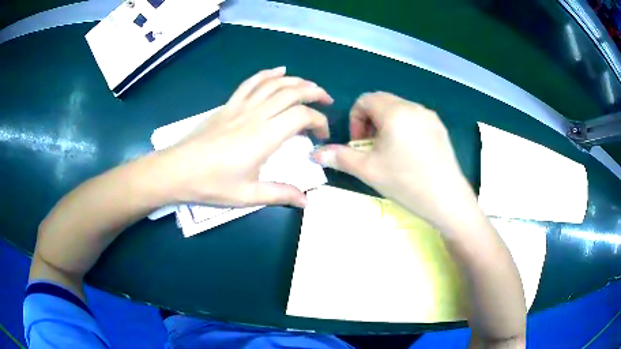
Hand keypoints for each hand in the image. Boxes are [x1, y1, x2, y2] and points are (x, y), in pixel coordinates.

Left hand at [161, 67, 332, 207]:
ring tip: (310, 86)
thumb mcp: (248, 195)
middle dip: (314, 93)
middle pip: (292, 92)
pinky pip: (251, 83)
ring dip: (296, 81)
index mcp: (265, 137)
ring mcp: (241, 106)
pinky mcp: (228, 105)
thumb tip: (307, 201)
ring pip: (274, 84)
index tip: (321, 136)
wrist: (177, 170)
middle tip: (326, 101)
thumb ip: (280, 194)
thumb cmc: (212, 184)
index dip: (319, 121)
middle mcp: (256, 115)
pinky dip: (267, 74)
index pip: (302, 116)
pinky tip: (279, 71)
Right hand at [313, 92, 475, 228]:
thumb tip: (314, 154)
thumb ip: (339, 157)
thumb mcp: (368, 170)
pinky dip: (404, 128)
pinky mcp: (440, 128)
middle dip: (370, 121)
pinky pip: (415, 119)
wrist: (447, 199)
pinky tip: (409, 154)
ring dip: (387, 125)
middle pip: (383, 102)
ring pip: (400, 110)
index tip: (359, 143)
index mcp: (395, 111)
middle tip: (371, 148)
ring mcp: (430, 117)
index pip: (366, 100)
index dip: (356, 119)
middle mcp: (414, 107)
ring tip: (390, 151)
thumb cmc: (405, 182)